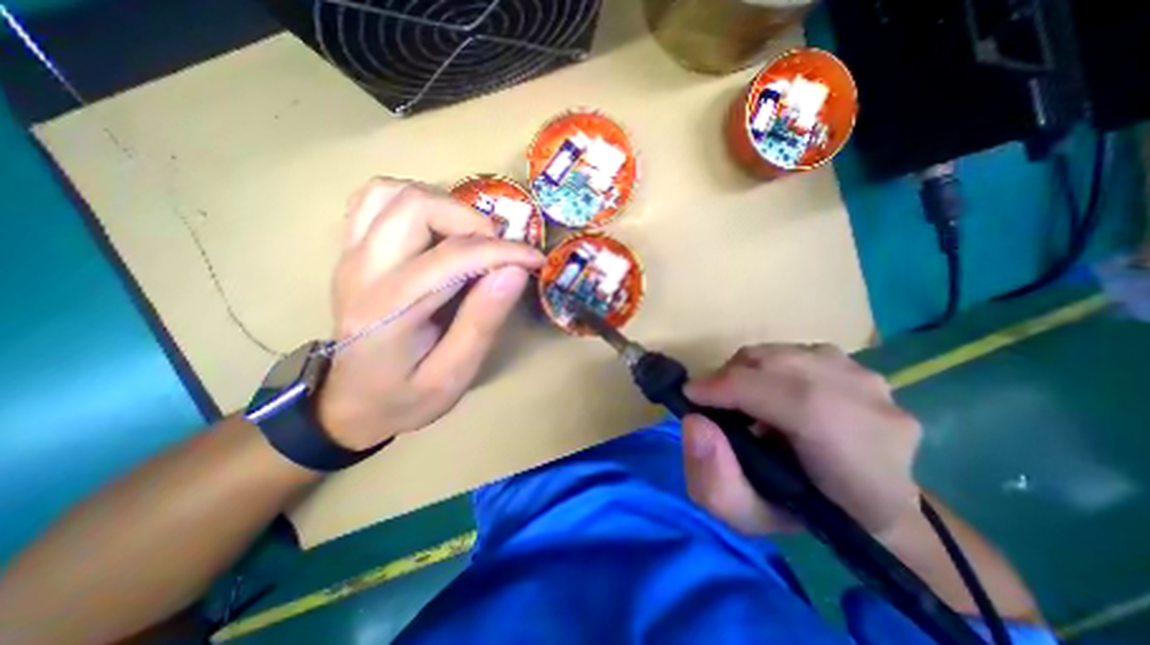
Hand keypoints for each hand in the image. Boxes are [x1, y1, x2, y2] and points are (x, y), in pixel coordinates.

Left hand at [316, 178, 544, 451]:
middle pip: (416, 207)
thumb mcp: (453, 375)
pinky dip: (414, 200)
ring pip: (394, 192)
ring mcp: (350, 255)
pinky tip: (436, 228)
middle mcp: (362, 272)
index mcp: (388, 312)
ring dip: (444, 206)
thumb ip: (482, 322)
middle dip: (472, 221)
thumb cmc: (405, 397)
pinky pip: (376, 198)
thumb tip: (515, 271)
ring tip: (470, 239)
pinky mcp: (351, 250)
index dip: (502, 252)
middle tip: (497, 250)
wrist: (349, 403)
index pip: (452, 258)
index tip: (535, 260)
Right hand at [675, 345, 923, 536]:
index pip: (795, 401)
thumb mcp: (750, 518)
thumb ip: (715, 480)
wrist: (874, 503)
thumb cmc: (806, 515)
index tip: (690, 396)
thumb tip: (695, 422)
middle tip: (712, 401)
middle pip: (779, 366)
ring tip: (742, 399)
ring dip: (747, 372)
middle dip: (729, 378)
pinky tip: (770, 392)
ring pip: (781, 353)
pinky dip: (768, 367)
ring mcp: (868, 378)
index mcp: (859, 460)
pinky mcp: (858, 363)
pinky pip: (793, 351)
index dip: (729, 388)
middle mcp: (872, 407)